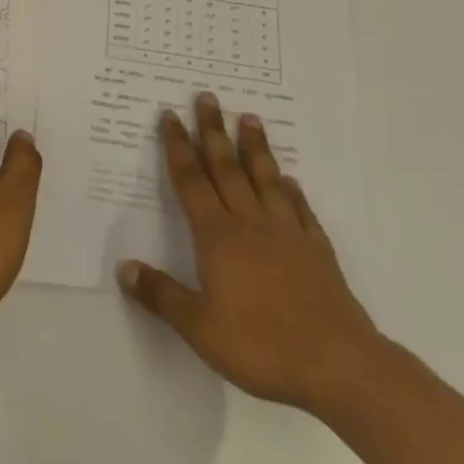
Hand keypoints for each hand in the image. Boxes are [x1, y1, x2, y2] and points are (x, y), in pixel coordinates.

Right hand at [119, 91, 384, 414]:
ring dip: (255, 148)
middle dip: (214, 131)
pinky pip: (301, 212)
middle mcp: (250, 224)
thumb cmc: (262, 346)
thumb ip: (161, 296)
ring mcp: (287, 235)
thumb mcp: (200, 328)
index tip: (171, 116)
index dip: (179, 148)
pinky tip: (290, 181)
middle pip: (227, 168)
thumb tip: (124, 268)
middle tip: (208, 97)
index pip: (191, 182)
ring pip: (265, 180)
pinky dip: (293, 192)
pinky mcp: (317, 253)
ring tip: (250, 118)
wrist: (339, 366)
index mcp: (218, 237)